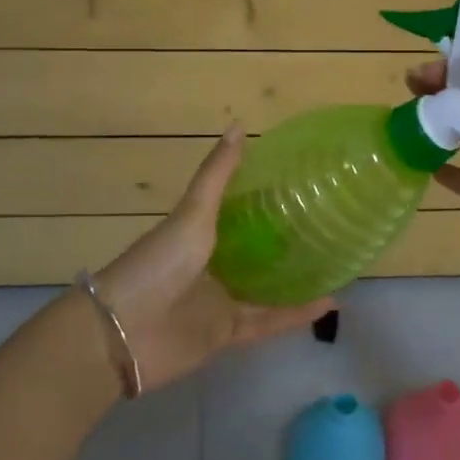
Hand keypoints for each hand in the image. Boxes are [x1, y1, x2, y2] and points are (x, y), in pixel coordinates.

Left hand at [92, 126, 333, 391]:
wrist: (123, 332)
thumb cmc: (158, 263)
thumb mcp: (193, 214)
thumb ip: (217, 175)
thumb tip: (239, 125)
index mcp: (198, 234)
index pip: (236, 213)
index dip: (265, 200)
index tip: (301, 186)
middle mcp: (210, 265)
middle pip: (254, 252)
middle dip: (285, 241)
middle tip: (327, 224)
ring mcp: (218, 301)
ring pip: (266, 289)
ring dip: (296, 280)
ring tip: (336, 264)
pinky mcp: (227, 334)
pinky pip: (268, 322)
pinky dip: (296, 315)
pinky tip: (328, 304)